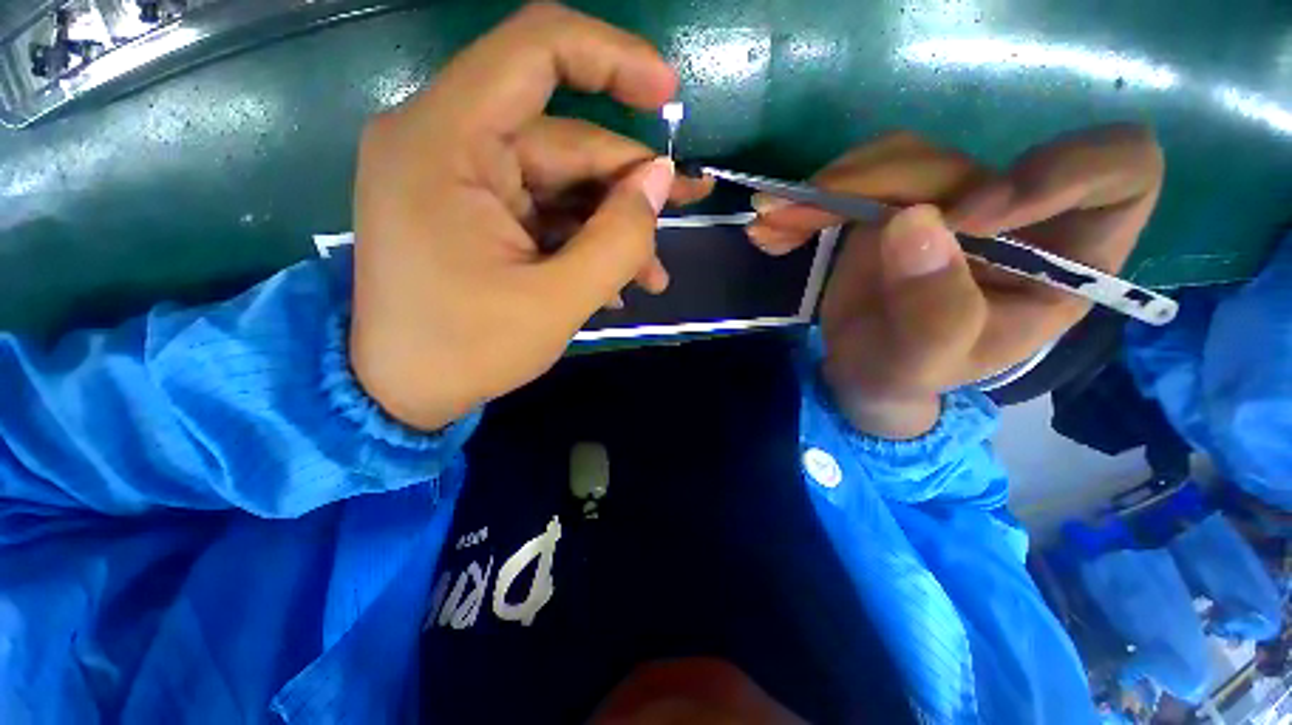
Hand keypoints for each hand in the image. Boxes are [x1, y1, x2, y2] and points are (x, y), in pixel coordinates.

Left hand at [350, 4, 711, 429]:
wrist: (403, 392)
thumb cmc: (468, 351)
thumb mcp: (557, 302)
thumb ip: (618, 239)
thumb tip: (661, 180)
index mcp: (445, 142)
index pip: (536, 51)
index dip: (611, 57)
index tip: (668, 92)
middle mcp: (446, 142)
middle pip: (564, 140)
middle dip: (629, 185)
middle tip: (684, 214)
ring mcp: (460, 179)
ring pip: (562, 182)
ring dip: (613, 226)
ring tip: (652, 276)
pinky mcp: (474, 211)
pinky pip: (544, 210)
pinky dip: (584, 240)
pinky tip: (615, 283)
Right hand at [747, 126, 1163, 437]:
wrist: (860, 371)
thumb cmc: (908, 377)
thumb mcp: (927, 361)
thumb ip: (935, 308)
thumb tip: (914, 221)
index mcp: (1064, 259)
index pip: (1121, 171)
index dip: (1062, 171)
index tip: (970, 216)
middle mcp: (1013, 217)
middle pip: (972, 159)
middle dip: (890, 184)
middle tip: (817, 211)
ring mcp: (948, 204)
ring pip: (904, 158)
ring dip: (833, 187)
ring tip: (777, 221)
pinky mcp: (894, 204)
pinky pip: (859, 175)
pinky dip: (811, 198)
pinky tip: (777, 228)